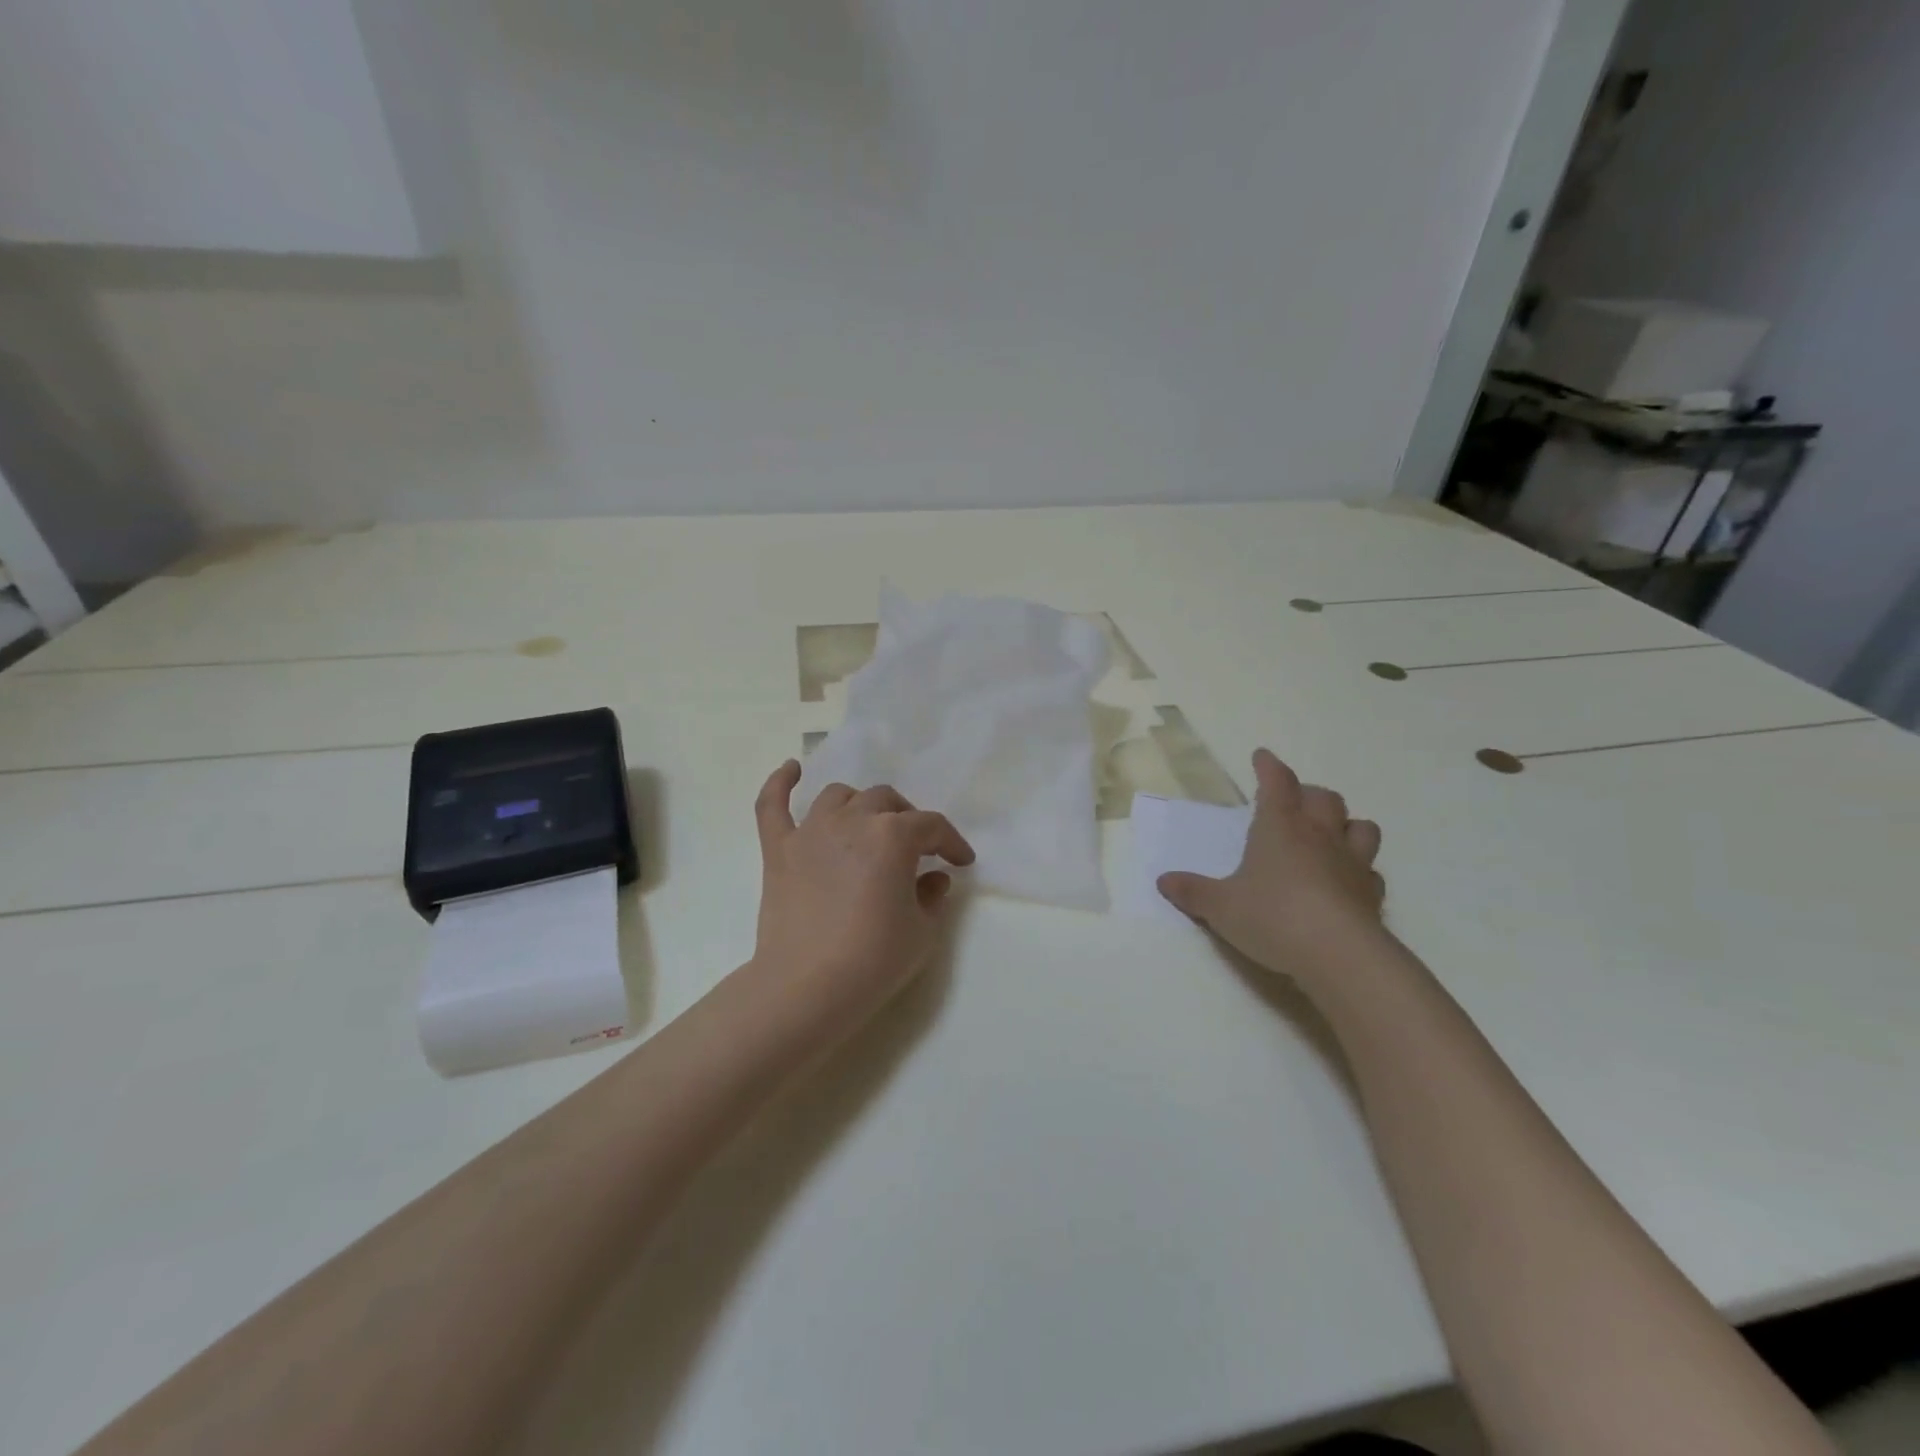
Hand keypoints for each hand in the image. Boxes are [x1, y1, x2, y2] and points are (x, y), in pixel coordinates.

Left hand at [751, 761, 976, 1014]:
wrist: (807, 988)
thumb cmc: (874, 959)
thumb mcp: (922, 931)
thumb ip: (932, 896)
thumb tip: (932, 878)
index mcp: (892, 836)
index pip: (932, 826)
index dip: (951, 843)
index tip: (961, 862)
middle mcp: (851, 821)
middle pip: (886, 802)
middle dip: (907, 820)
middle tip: (916, 848)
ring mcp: (810, 831)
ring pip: (839, 796)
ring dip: (860, 805)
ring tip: (868, 824)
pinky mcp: (778, 850)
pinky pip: (772, 806)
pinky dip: (780, 784)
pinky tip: (791, 770)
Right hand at [1157, 749, 1386, 982]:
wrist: (1339, 955)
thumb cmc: (1272, 917)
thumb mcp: (1220, 907)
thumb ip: (1193, 892)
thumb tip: (1163, 881)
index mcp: (1280, 828)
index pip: (1277, 782)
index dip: (1269, 766)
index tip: (1262, 756)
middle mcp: (1319, 836)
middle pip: (1323, 798)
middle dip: (1307, 793)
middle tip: (1293, 801)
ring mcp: (1352, 863)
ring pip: (1359, 826)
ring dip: (1346, 823)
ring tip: (1331, 833)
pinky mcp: (1372, 894)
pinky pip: (1371, 871)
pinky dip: (1360, 869)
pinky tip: (1347, 880)